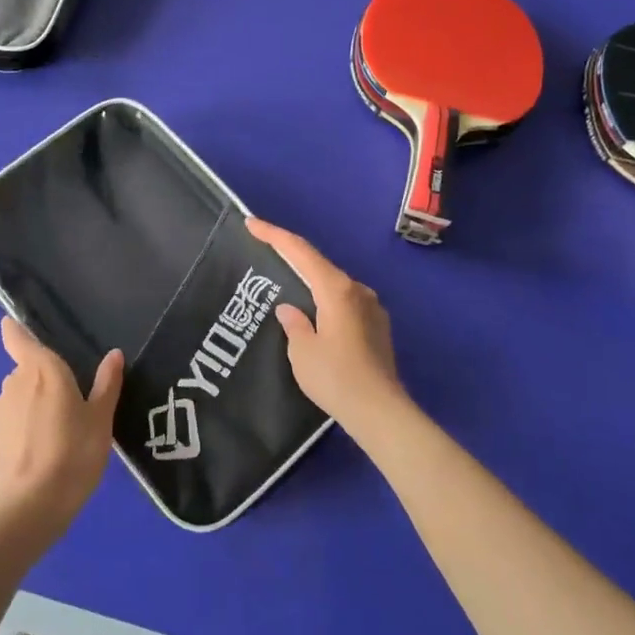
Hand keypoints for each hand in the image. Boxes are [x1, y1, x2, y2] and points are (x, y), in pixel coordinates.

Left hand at [0, 316, 122, 531]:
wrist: (31, 506)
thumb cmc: (74, 452)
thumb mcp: (101, 419)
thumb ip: (106, 384)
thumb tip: (114, 354)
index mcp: (42, 368)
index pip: (18, 337)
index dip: (14, 329)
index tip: (13, 324)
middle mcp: (15, 382)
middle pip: (27, 368)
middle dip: (43, 377)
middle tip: (71, 398)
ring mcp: (0, 410)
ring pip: (20, 395)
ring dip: (35, 403)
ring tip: (60, 429)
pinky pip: (14, 419)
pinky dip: (26, 426)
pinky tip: (44, 449)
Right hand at [247, 218, 409, 433]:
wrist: (381, 412)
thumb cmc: (336, 378)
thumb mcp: (302, 351)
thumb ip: (294, 323)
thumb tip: (290, 309)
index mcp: (337, 289)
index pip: (300, 251)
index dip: (274, 235)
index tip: (252, 222)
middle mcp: (358, 290)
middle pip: (319, 264)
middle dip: (292, 257)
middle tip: (265, 252)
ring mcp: (372, 308)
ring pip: (334, 284)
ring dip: (310, 281)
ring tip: (286, 285)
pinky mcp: (378, 327)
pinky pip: (345, 302)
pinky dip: (325, 300)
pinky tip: (314, 314)